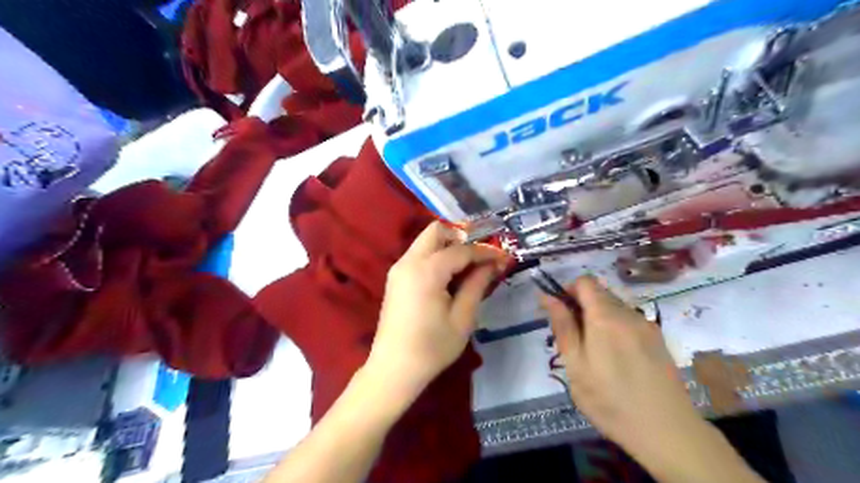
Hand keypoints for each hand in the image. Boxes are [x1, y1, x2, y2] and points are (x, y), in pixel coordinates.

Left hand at [368, 223, 509, 395]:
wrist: (394, 369)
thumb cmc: (432, 347)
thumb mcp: (462, 318)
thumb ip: (477, 285)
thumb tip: (493, 264)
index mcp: (426, 271)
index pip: (461, 249)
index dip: (484, 251)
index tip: (503, 257)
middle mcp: (409, 261)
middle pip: (437, 231)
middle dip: (462, 236)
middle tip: (483, 253)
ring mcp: (399, 269)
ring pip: (427, 241)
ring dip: (449, 245)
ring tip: (471, 264)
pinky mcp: (396, 278)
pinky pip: (420, 255)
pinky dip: (437, 256)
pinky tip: (452, 274)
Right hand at [543, 280, 705, 463]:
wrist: (668, 432)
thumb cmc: (610, 400)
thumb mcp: (575, 365)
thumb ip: (563, 327)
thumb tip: (547, 297)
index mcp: (605, 317)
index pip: (585, 281)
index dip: (568, 290)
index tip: (560, 313)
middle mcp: (628, 313)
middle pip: (600, 293)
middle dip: (581, 307)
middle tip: (574, 340)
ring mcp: (647, 325)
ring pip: (614, 307)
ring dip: (598, 318)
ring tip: (595, 353)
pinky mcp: (658, 339)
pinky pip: (629, 321)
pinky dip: (615, 328)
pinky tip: (617, 359)